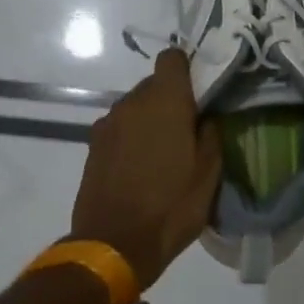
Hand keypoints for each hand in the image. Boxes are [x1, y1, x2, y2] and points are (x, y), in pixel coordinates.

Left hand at [70, 49, 221, 290]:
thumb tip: (206, 117)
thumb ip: (210, 134)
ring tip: (164, 153)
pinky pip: (120, 129)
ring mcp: (108, 124)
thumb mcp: (209, 173)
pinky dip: (132, 138)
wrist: (114, 245)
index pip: (172, 58)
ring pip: (135, 108)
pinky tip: (141, 167)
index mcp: (165, 101)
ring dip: (150, 120)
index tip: (201, 90)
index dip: (187, 68)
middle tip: (189, 129)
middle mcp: (132, 103)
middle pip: (154, 84)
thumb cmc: (171, 206)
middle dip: (171, 100)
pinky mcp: (93, 146)